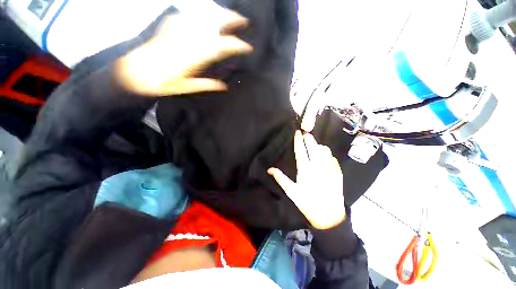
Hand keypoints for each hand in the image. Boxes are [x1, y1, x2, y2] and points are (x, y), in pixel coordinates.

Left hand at [115, 9, 252, 95]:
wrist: (135, 71)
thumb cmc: (162, 83)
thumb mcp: (187, 88)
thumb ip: (207, 85)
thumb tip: (225, 86)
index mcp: (194, 57)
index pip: (221, 47)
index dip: (236, 45)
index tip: (247, 47)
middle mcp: (188, 40)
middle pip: (213, 25)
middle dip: (231, 20)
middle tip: (243, 20)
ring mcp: (178, 29)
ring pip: (203, 16)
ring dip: (219, 13)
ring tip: (230, 14)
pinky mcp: (170, 24)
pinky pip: (190, 14)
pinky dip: (203, 12)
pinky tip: (209, 14)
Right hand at [268, 131, 345, 229]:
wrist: (329, 215)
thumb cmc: (307, 203)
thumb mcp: (291, 192)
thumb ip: (280, 178)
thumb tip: (269, 169)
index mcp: (305, 170)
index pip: (300, 150)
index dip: (298, 140)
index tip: (297, 132)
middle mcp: (318, 166)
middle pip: (313, 147)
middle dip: (309, 138)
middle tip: (305, 133)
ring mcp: (329, 168)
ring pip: (324, 150)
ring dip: (318, 145)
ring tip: (314, 146)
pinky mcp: (337, 172)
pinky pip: (331, 157)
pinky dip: (326, 154)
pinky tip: (323, 156)